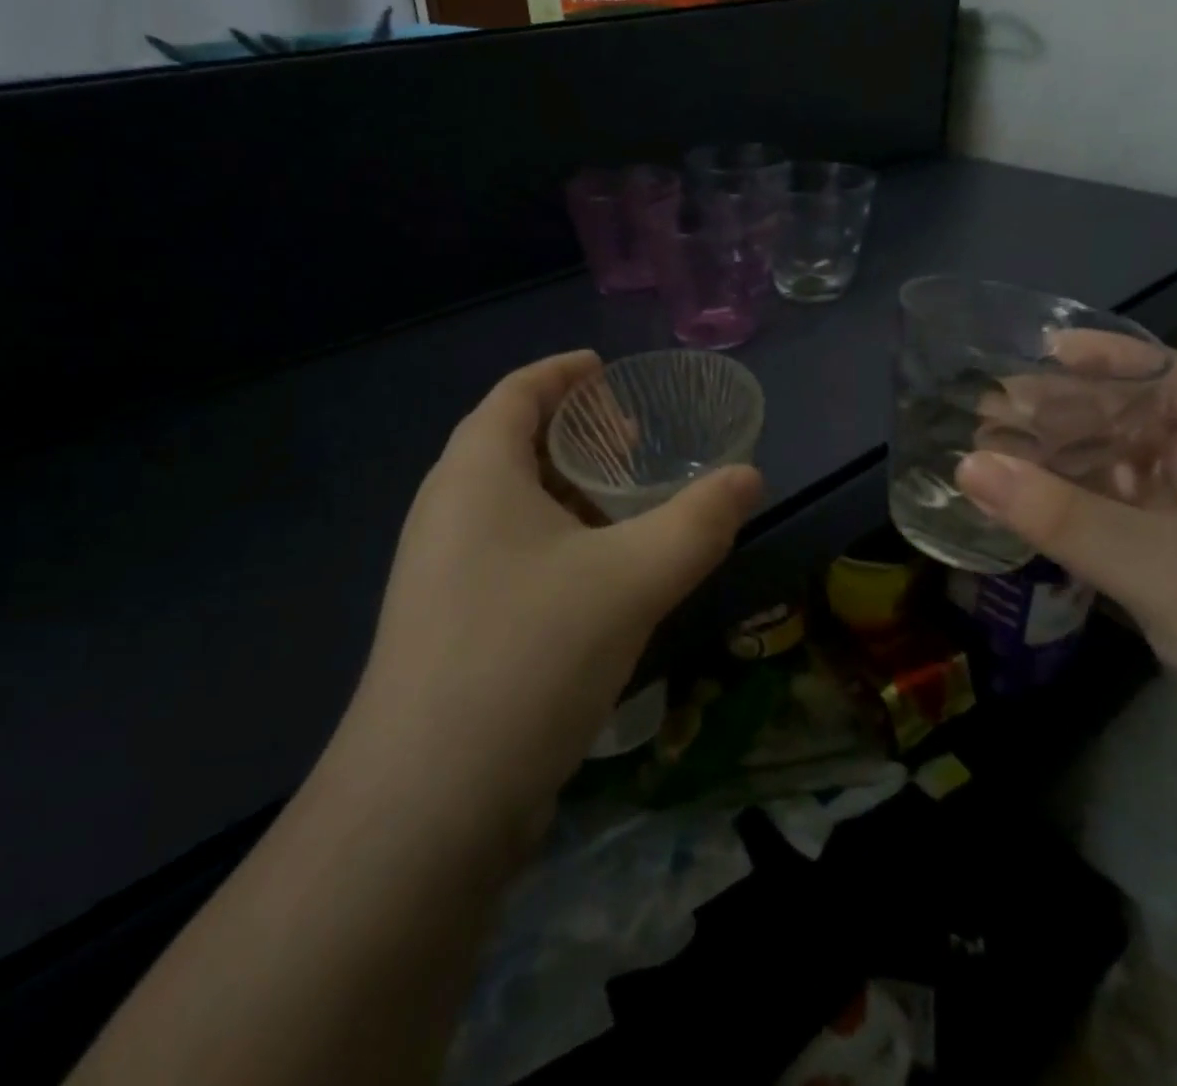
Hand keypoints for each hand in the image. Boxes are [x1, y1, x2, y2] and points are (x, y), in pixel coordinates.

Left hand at [348, 351, 762, 829]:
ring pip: (510, 506)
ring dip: (566, 494)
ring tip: (626, 505)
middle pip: (511, 444)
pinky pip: (507, 554)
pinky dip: (554, 543)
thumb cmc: (528, 655)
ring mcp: (440, 572)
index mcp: (475, 474)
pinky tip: (597, 577)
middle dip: (573, 435)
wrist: (426, 805)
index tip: (607, 370)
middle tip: (633, 441)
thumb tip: (750, 478)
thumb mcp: (631, 580)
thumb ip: (698, 523)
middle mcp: (446, 511)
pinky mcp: (448, 625)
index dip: (562, 373)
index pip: (517, 393)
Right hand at [956, 347, 1176, 831]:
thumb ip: (1061, 514)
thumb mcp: (1165, 565)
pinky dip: (1066, 523)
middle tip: (985, 415)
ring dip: (1056, 471)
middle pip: (1130, 427)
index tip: (1032, 352)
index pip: (1166, 375)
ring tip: (987, 463)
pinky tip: (1020, 522)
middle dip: (1061, 417)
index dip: (1103, 356)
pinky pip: (1110, 535)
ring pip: (1115, 483)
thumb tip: (966, 465)